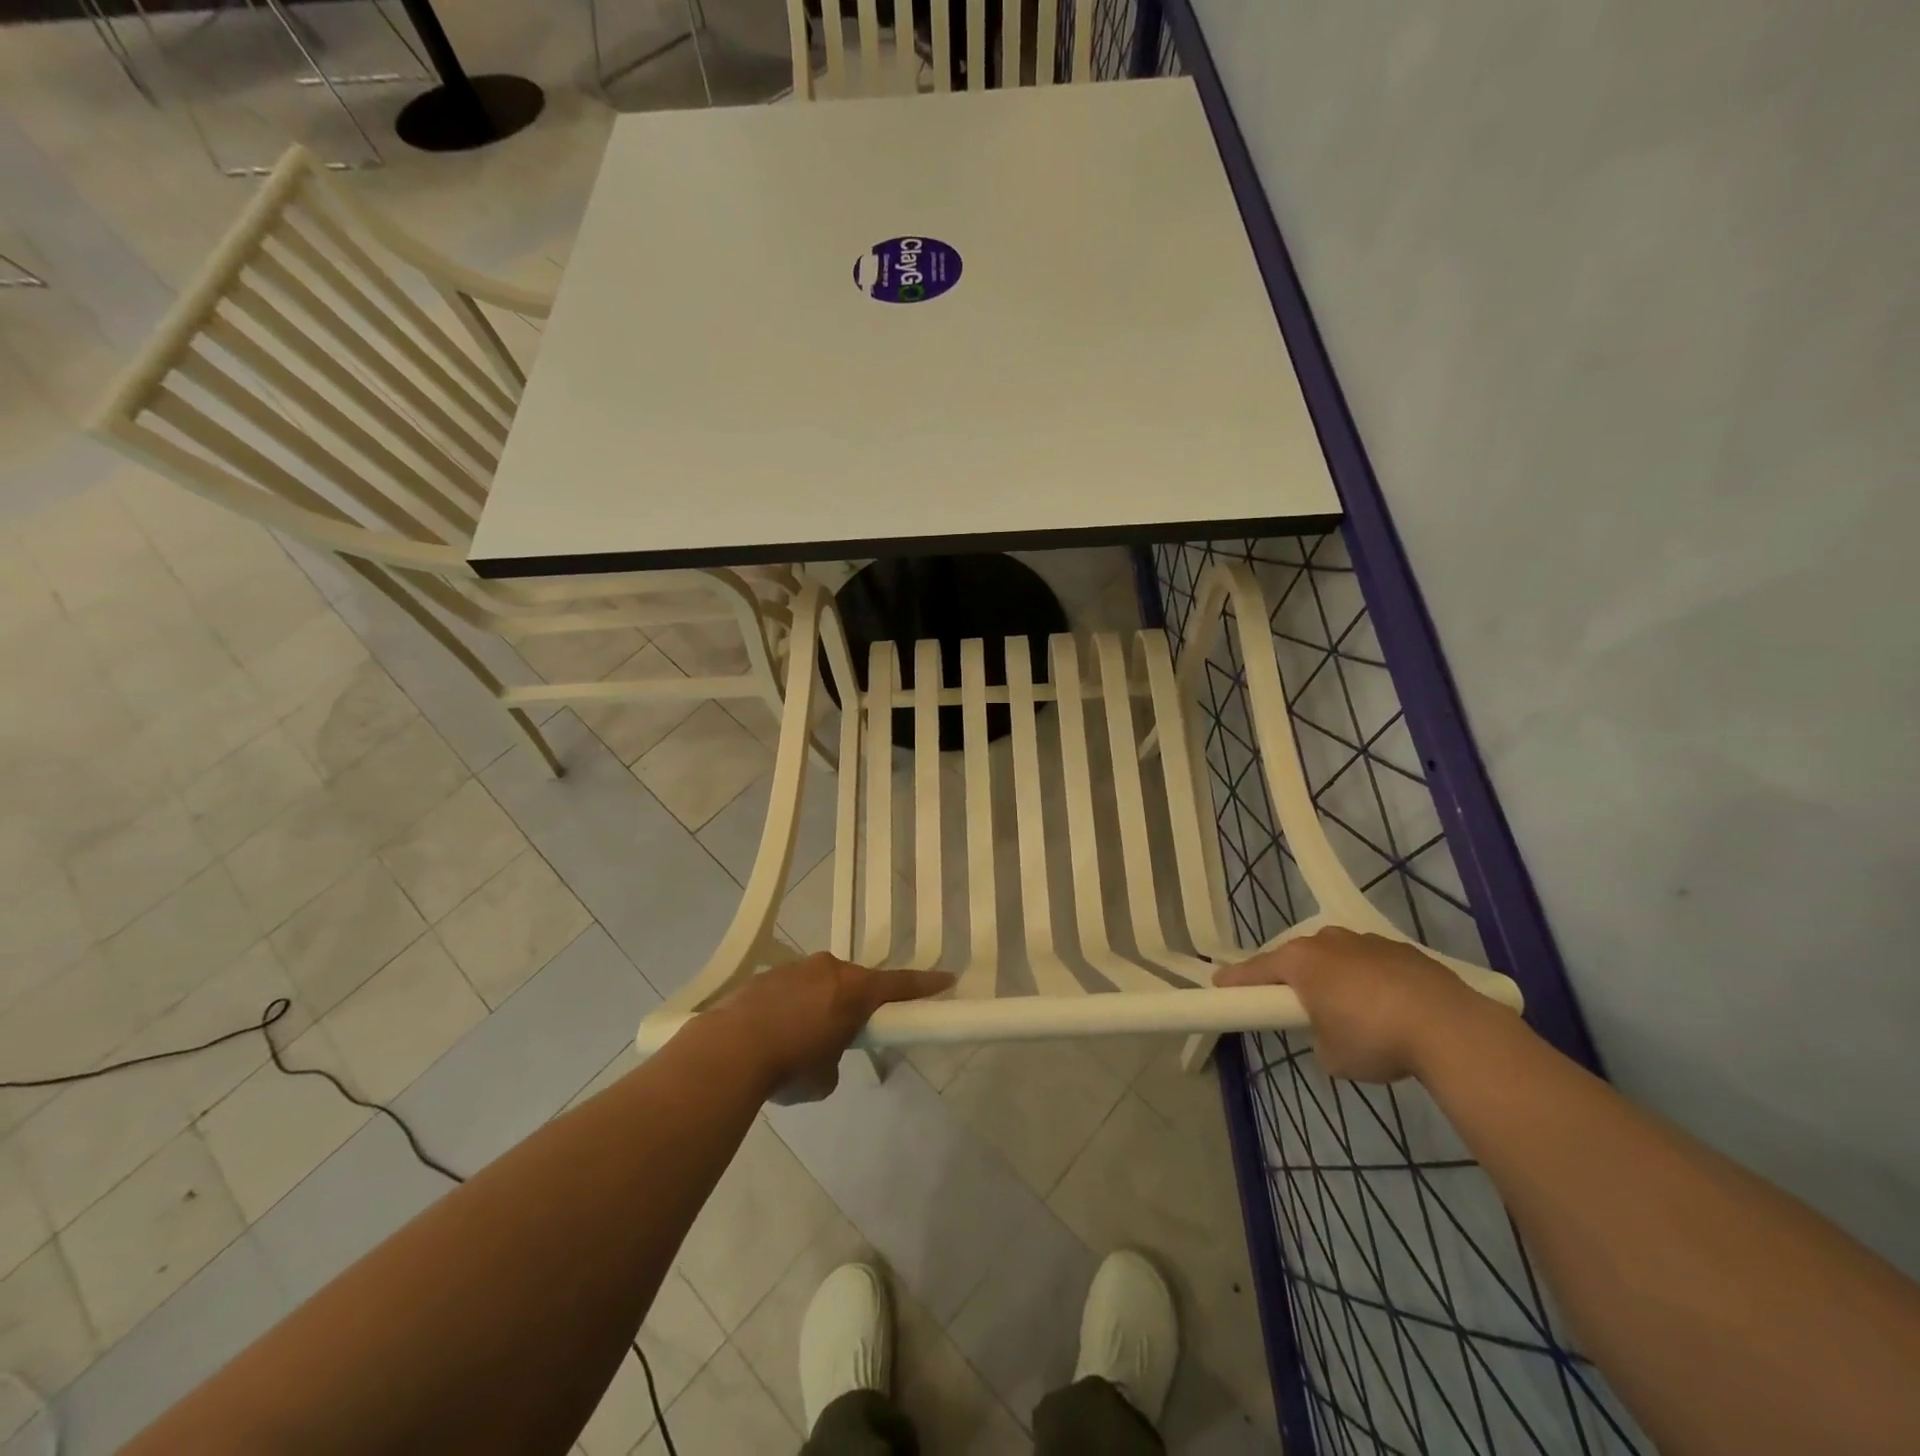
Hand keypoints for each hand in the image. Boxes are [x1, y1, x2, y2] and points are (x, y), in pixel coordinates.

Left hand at [711, 953, 953, 1101]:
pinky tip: (771, 1034)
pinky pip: (790, 988)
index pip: (900, 985)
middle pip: (854, 982)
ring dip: (818, 1004)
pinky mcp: (766, 975)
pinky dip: (790, 1007)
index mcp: (853, 991)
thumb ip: (834, 1059)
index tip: (947, 978)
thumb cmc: (789, 1066)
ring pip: (819, 983)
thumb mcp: (824, 1078)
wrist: (728, 1050)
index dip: (925, 985)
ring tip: (798, 1040)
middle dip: (854, 1003)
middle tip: (845, 1032)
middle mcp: (828, 969)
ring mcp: (795, 967)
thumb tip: (822, 1055)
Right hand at [1215, 927, 1502, 1082]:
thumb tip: (1328, 1032)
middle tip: (1297, 1008)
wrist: (1451, 1029)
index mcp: (1300, 962)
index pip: (1256, 970)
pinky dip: (1371, 981)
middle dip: (1294, 980)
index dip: (1236, 981)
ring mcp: (1367, 942)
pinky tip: (1389, 1009)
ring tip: (1354, 1013)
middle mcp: (1327, 942)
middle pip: (1298, 958)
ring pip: (1337, 957)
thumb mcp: (1331, 1055)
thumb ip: (1316, 1037)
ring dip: (1336, 978)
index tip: (1219, 986)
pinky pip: (1372, 964)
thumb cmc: (1375, 1039)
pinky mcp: (1403, 950)